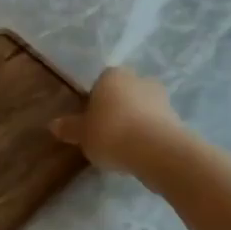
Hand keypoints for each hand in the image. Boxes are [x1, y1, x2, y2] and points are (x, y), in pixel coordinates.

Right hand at [50, 66, 183, 174]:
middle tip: (107, 134)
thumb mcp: (82, 134)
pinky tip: (140, 153)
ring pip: (142, 108)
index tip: (91, 122)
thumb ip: (69, 128)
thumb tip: (53, 124)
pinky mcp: (177, 118)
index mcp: (112, 75)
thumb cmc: (111, 133)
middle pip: (124, 93)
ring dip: (135, 122)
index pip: (101, 83)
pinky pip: (156, 124)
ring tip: (124, 148)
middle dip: (117, 110)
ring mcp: (161, 98)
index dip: (95, 102)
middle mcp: (138, 79)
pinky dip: (149, 135)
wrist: (156, 151)